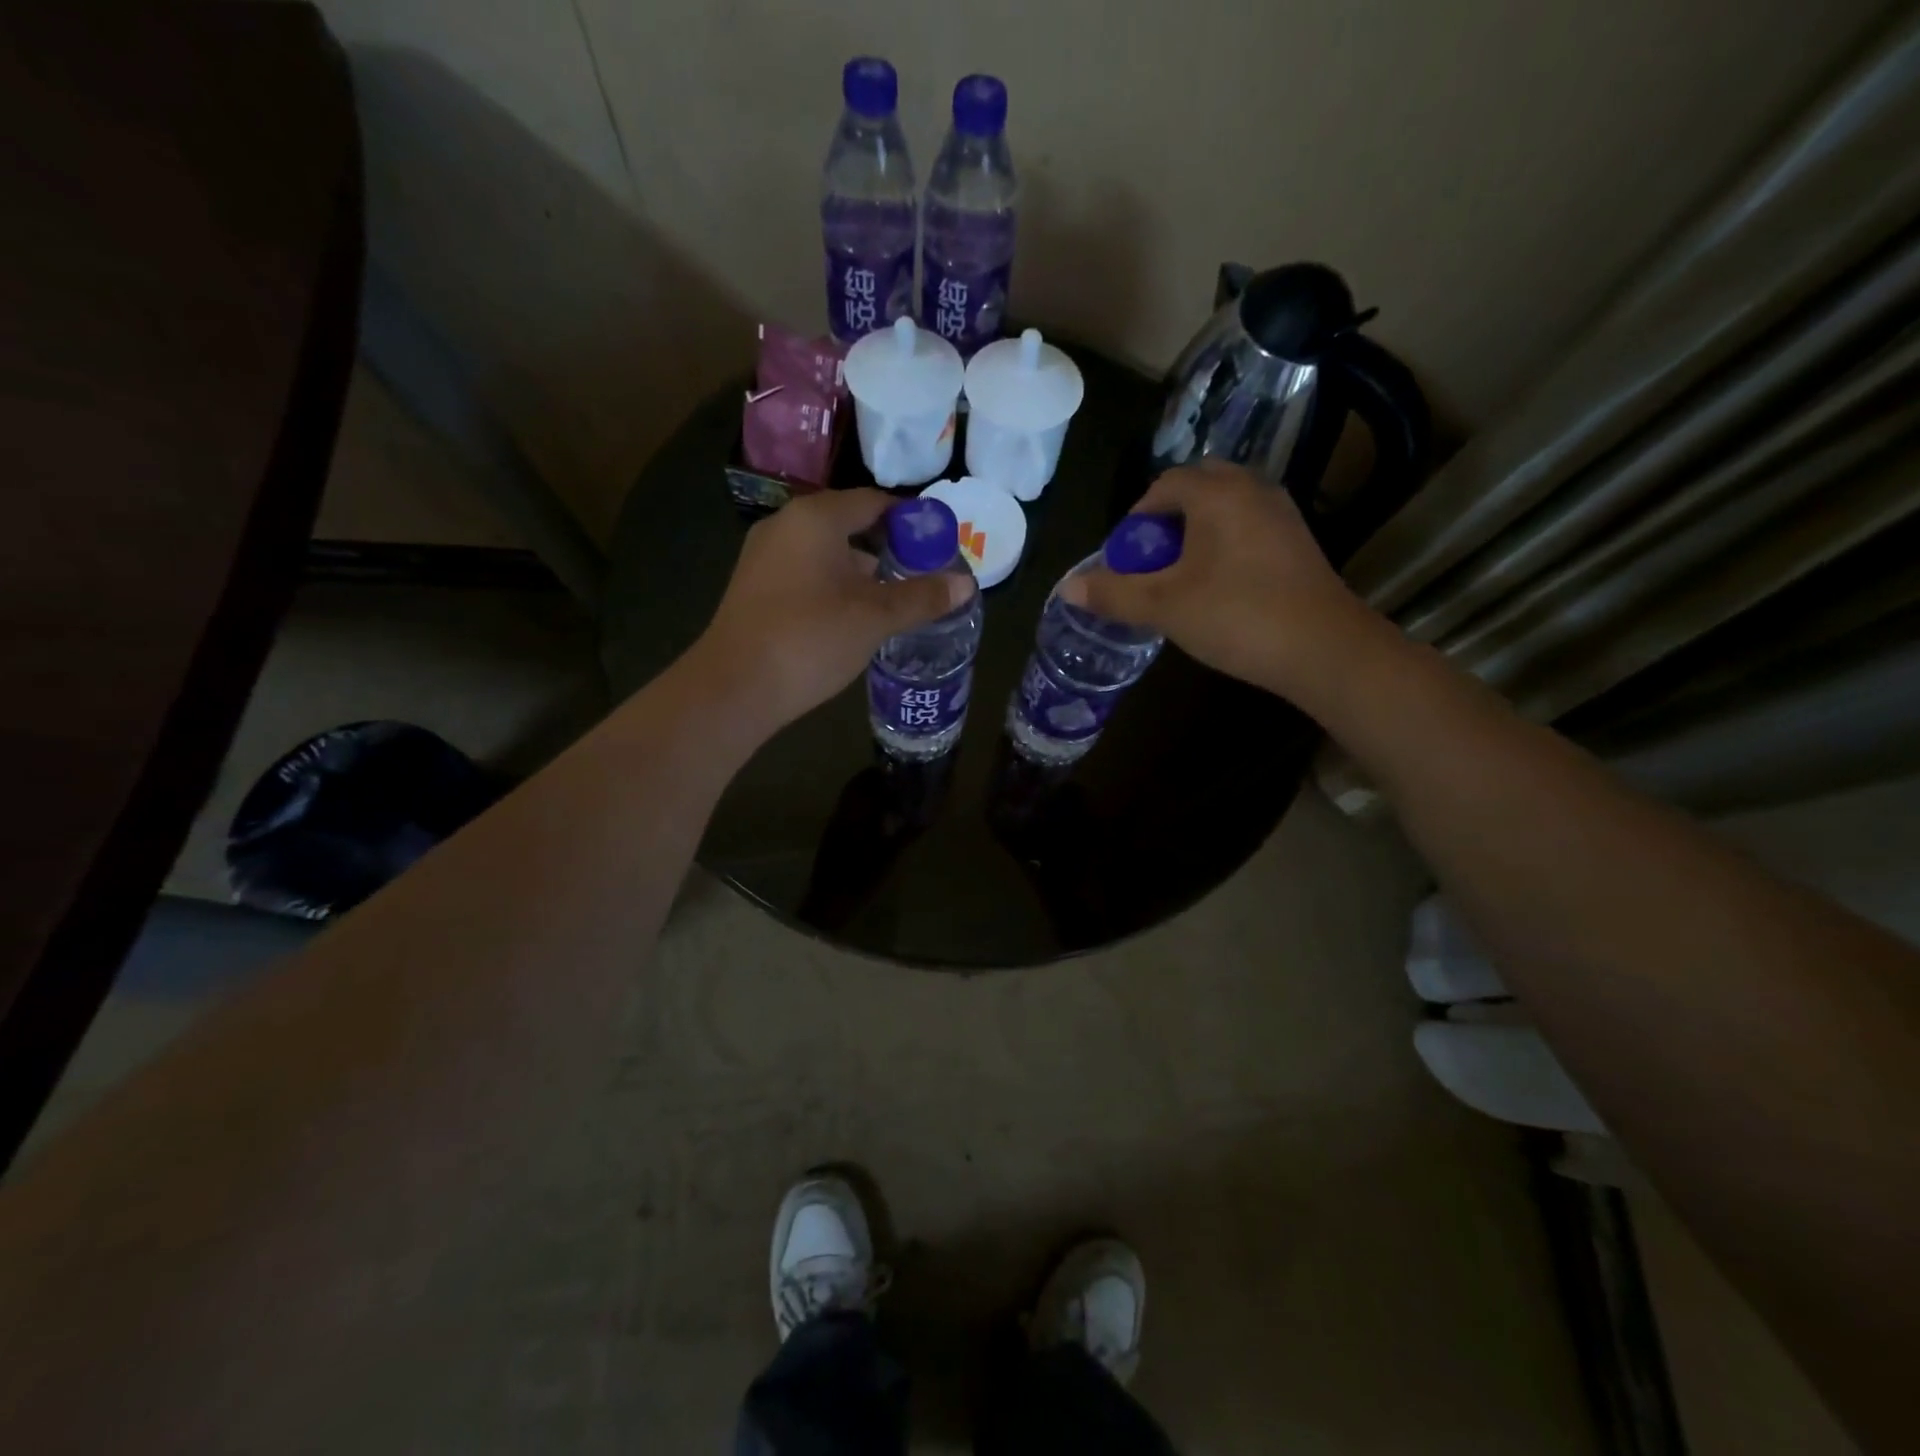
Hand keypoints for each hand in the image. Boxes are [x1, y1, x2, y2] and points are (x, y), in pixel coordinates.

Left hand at [687, 488, 972, 738]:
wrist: (734, 687)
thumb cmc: (810, 639)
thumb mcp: (874, 618)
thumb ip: (921, 597)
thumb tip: (966, 584)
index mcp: (816, 518)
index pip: (874, 502)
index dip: (911, 521)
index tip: (940, 545)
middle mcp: (786, 525)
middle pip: (849, 524)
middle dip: (889, 547)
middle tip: (923, 574)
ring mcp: (765, 556)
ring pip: (826, 551)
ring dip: (861, 569)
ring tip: (894, 598)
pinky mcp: (755, 587)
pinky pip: (806, 572)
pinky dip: (835, 584)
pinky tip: (852, 615)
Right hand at [1058, 460, 1385, 702]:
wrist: (1323, 648)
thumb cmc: (1236, 616)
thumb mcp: (1163, 607)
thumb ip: (1113, 594)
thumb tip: (1067, 588)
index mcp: (1216, 493)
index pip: (1164, 486)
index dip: (1135, 521)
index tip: (1125, 559)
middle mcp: (1253, 490)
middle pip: (1197, 490)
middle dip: (1167, 523)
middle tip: (1152, 564)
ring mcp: (1282, 514)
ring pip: (1226, 510)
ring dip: (1197, 535)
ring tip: (1181, 579)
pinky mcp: (1299, 542)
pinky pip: (1248, 529)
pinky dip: (1225, 546)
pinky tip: (1219, 588)